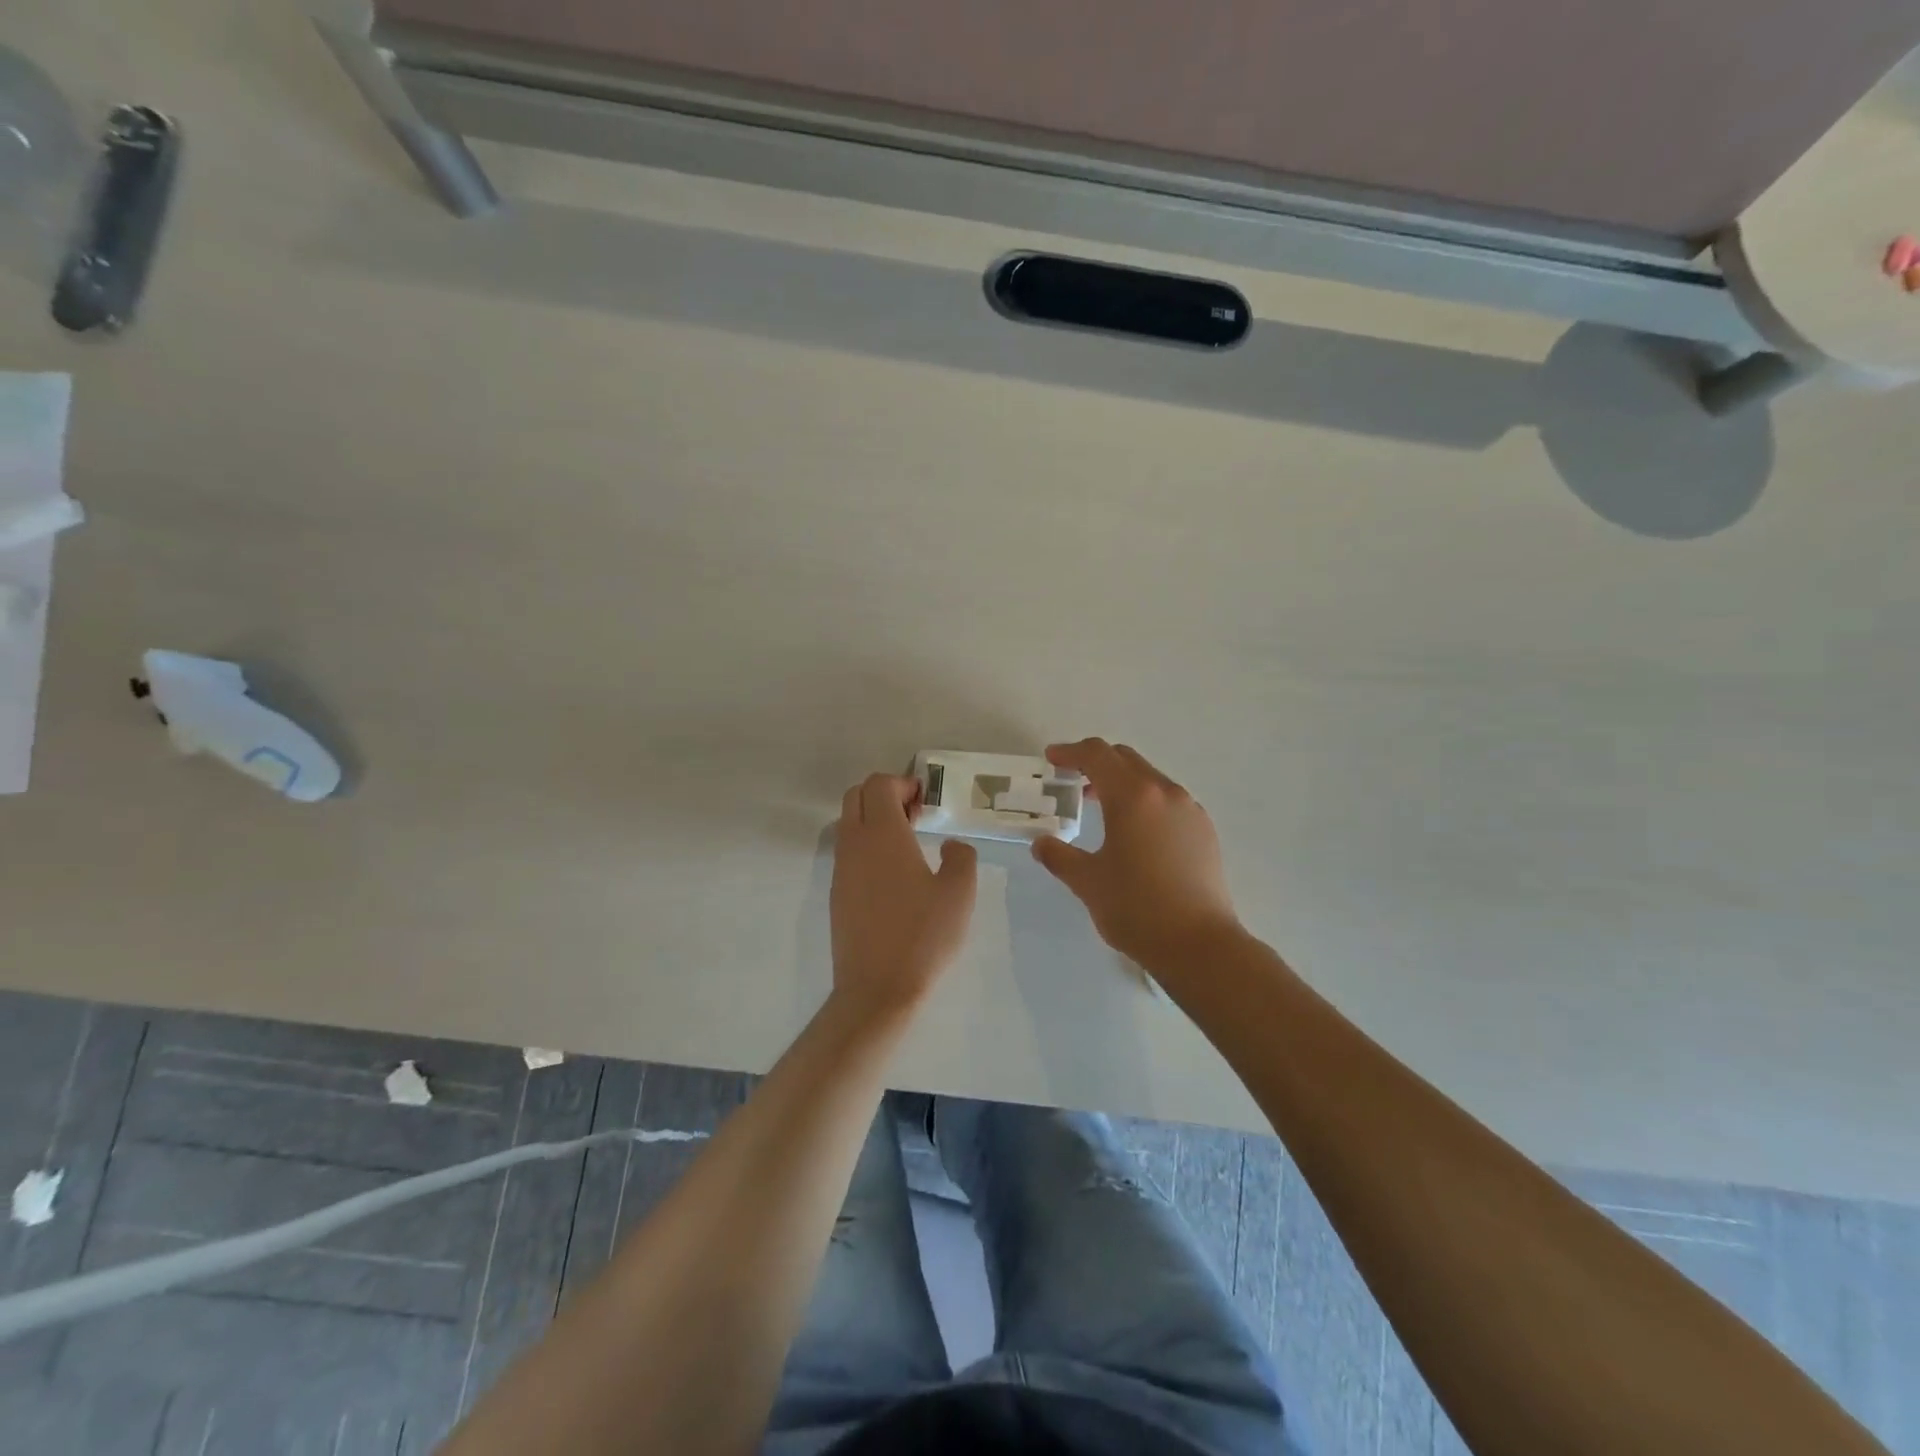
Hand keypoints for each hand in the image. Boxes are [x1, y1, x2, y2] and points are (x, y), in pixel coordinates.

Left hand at [830, 773, 978, 1019]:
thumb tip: (950, 845)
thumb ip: (960, 857)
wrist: (877, 989)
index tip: (926, 801)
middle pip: (856, 795)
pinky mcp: (837, 893)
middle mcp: (855, 844)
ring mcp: (841, 869)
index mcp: (883, 834)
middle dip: (884, 794)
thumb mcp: (959, 893)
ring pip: (848, 823)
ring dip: (873, 819)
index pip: (878, 784)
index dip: (902, 783)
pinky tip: (893, 875)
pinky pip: (847, 851)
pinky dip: (866, 845)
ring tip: (907, 845)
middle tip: (915, 815)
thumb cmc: (923, 936)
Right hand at [1033, 740, 1242, 971]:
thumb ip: (1059, 856)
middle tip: (1071, 781)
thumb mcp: (1087, 882)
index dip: (1070, 752)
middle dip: (1095, 763)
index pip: (1096, 755)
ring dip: (1121, 782)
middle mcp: (1164, 792)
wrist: (1199, 945)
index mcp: (1132, 796)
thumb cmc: (1136, 908)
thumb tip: (1042, 844)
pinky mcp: (1204, 831)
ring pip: (1149, 778)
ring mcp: (1190, 810)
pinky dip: (1145, 801)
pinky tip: (1135, 833)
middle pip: (1125, 759)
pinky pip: (1168, 800)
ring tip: (1101, 807)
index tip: (1051, 759)